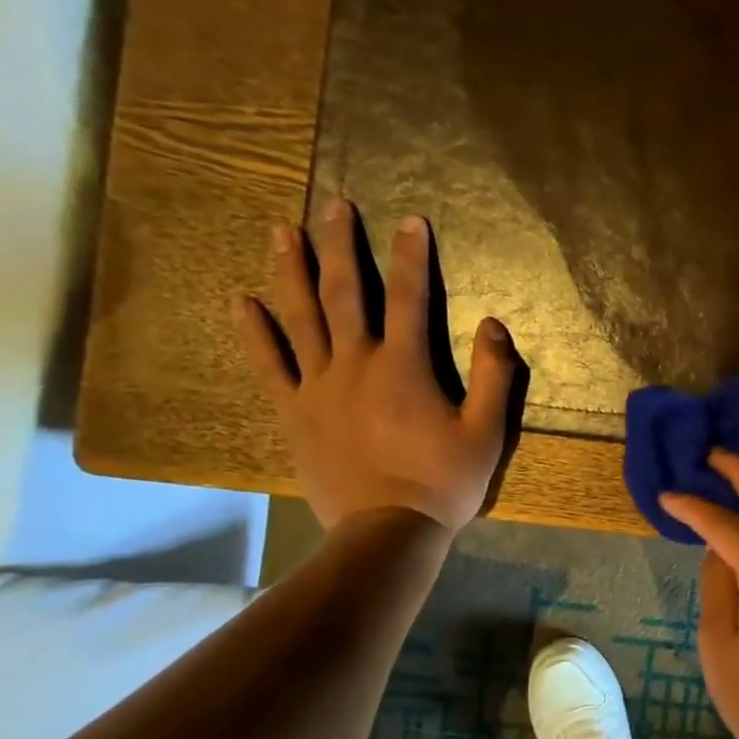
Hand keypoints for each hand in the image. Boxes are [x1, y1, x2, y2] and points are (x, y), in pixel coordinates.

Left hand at [236, 200, 521, 530]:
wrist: (388, 532)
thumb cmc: (444, 483)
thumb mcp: (488, 433)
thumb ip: (495, 376)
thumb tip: (492, 324)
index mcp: (405, 367)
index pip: (409, 297)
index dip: (412, 256)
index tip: (410, 220)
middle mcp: (356, 364)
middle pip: (345, 293)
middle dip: (342, 245)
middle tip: (334, 205)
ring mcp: (318, 387)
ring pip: (299, 317)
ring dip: (291, 271)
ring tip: (283, 231)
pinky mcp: (294, 413)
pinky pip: (269, 365)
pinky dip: (254, 332)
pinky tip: (243, 301)